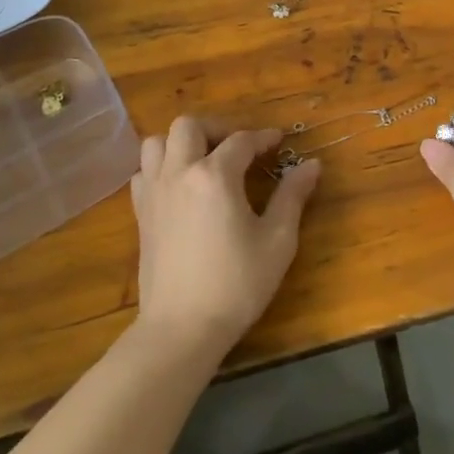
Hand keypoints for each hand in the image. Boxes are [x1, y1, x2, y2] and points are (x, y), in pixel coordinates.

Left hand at [130, 117, 321, 355]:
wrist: (181, 328)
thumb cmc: (236, 284)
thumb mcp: (277, 241)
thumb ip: (292, 196)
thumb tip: (312, 164)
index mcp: (214, 176)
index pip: (241, 140)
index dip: (263, 137)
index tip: (279, 141)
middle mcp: (179, 173)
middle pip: (189, 126)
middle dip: (216, 128)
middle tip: (238, 148)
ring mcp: (154, 192)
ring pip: (157, 142)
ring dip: (181, 142)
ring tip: (204, 160)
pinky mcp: (141, 213)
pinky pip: (143, 172)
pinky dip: (160, 167)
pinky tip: (180, 187)